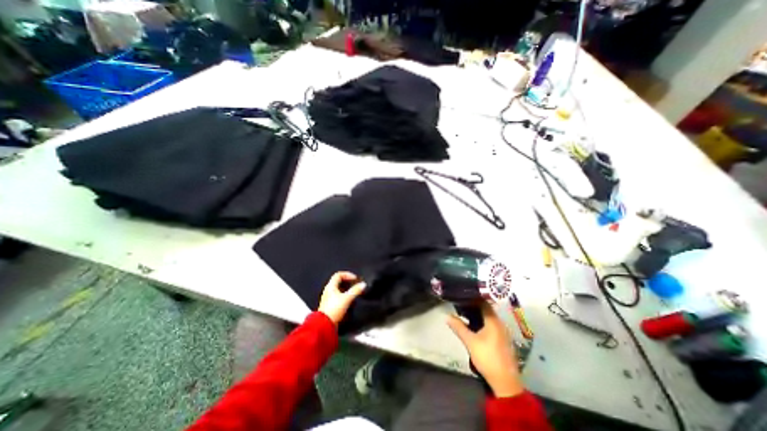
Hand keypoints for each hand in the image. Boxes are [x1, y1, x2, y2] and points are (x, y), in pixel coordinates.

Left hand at [318, 273, 363, 326]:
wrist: (324, 325)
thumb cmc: (334, 309)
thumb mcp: (347, 298)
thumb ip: (355, 290)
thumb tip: (363, 284)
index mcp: (330, 286)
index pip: (338, 275)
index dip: (347, 274)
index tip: (355, 279)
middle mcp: (328, 291)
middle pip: (338, 282)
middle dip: (348, 282)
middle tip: (355, 285)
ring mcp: (328, 298)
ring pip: (338, 290)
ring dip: (347, 290)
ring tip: (354, 293)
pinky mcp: (330, 306)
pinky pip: (338, 297)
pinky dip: (344, 296)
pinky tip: (349, 301)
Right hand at [448, 304, 523, 396]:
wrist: (505, 382)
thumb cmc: (487, 358)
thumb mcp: (470, 342)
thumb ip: (458, 327)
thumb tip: (447, 316)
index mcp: (493, 321)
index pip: (483, 302)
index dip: (473, 298)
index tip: (462, 296)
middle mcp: (500, 323)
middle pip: (486, 309)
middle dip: (473, 306)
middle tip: (460, 304)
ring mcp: (502, 332)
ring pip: (488, 317)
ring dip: (477, 315)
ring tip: (464, 313)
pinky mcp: (502, 339)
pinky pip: (491, 325)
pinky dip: (482, 322)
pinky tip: (473, 326)